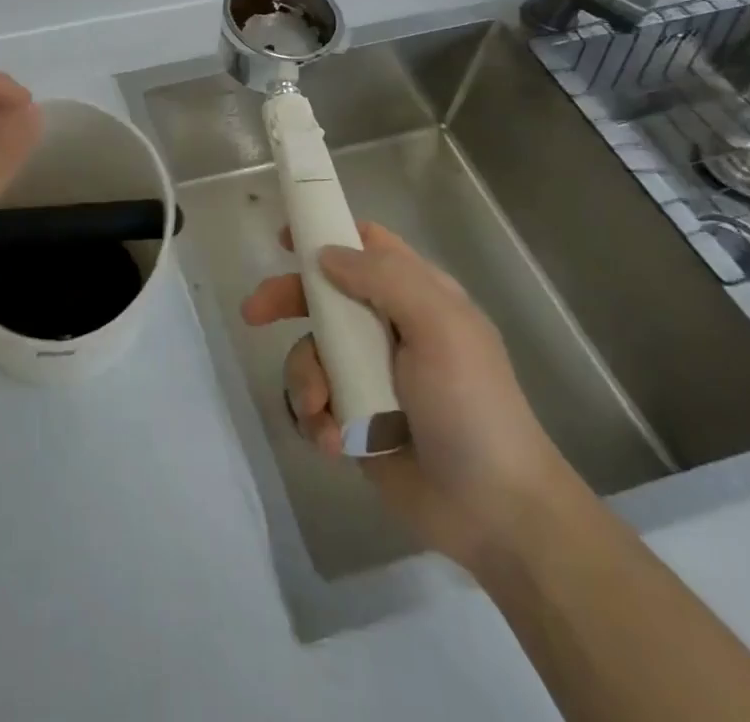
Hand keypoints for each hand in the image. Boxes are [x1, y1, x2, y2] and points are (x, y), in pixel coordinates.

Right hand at [241, 221, 583, 572]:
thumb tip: (325, 254)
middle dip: (286, 300)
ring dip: (305, 378)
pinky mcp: (354, 417)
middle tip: (253, 313)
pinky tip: (334, 441)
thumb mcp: (440, 328)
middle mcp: (388, 327)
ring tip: (323, 412)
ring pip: (310, 349)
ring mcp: (368, 373)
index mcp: (416, 296)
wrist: (495, 515)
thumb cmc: (473, 407)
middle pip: (322, 293)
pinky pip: (313, 400)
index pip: (366, 245)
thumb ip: (384, 279)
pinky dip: (315, 417)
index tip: (284, 240)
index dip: (326, 233)